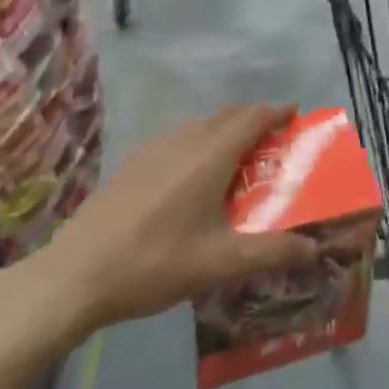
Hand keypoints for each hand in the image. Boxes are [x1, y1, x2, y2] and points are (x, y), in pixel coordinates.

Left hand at [25, 104, 318, 346]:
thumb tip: (314, 250)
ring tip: (238, 156)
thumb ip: (271, 253)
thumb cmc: (155, 263)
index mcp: (210, 155)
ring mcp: (154, 148)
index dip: (277, 112)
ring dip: (226, 129)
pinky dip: (200, 142)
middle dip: (254, 118)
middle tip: (274, 139)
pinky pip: (179, 138)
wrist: (75, 275)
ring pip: (201, 125)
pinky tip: (192, 176)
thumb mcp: (220, 264)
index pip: (252, 117)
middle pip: (228, 115)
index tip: (296, 115)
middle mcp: (185, 140)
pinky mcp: (133, 162)